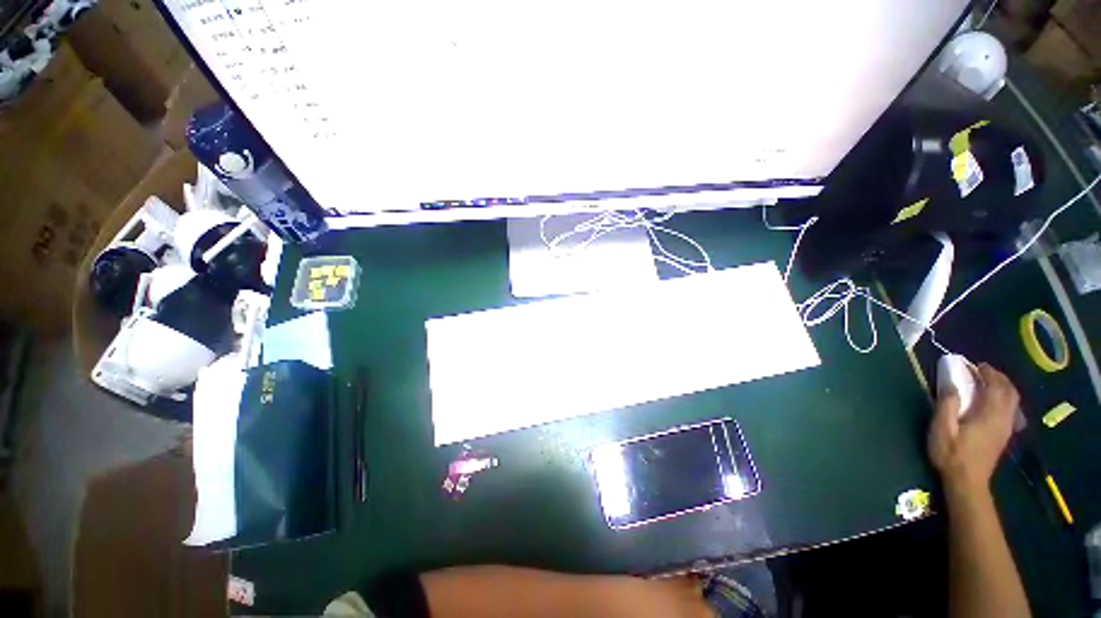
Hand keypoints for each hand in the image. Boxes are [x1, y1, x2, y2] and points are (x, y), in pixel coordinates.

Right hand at [928, 363, 1018, 493]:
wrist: (967, 482)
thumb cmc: (951, 454)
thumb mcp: (942, 429)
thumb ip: (947, 405)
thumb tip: (950, 381)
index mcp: (989, 414)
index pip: (995, 386)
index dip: (986, 372)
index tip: (974, 364)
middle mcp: (1003, 418)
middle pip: (1010, 391)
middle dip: (998, 377)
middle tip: (982, 370)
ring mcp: (1006, 428)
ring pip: (1013, 401)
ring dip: (1003, 387)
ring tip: (988, 382)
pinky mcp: (1005, 435)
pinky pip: (1012, 410)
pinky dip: (1005, 399)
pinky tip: (994, 402)